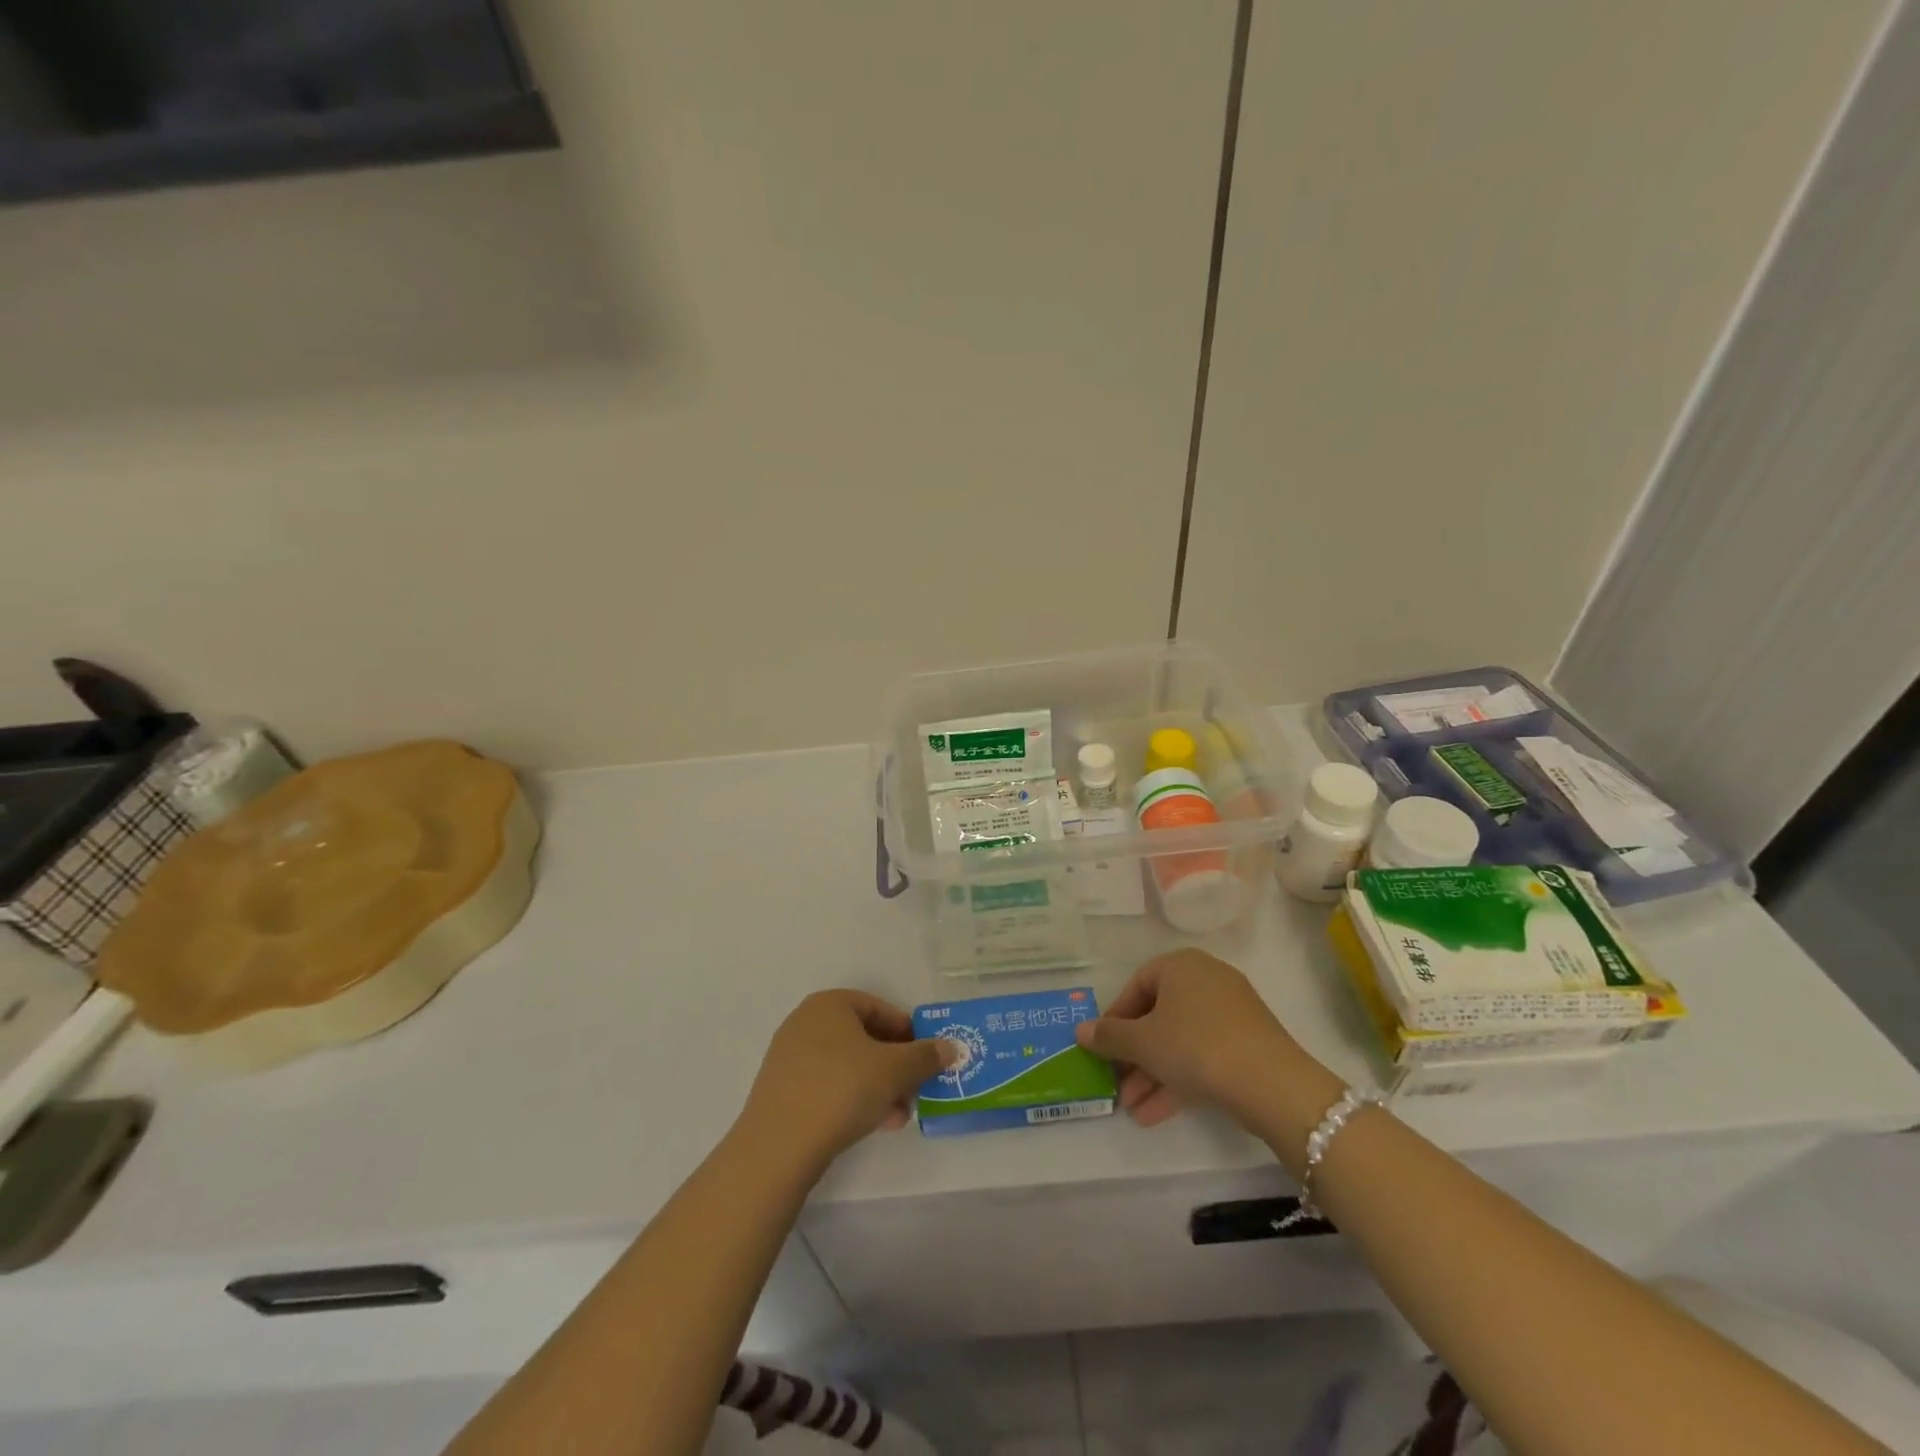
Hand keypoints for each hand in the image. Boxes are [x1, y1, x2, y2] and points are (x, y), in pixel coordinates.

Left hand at [737, 991, 957, 1171]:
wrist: (778, 1147)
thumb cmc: (842, 1090)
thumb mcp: (895, 1070)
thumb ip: (925, 1056)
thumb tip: (950, 1047)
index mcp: (829, 1004)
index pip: (879, 1008)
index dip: (908, 1032)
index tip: (927, 1057)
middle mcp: (806, 1023)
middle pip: (865, 1038)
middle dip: (895, 1065)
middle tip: (916, 1090)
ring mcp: (790, 1058)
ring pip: (849, 1065)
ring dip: (879, 1086)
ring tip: (899, 1115)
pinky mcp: (783, 1091)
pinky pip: (829, 1086)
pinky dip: (854, 1099)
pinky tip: (874, 1125)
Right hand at [1074, 949, 1330, 1133]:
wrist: (1271, 1084)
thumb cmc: (1196, 1046)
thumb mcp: (1143, 1043)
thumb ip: (1109, 1036)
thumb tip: (1080, 1031)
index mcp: (1180, 965)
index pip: (1136, 985)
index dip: (1115, 1018)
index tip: (1102, 1047)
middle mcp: (1206, 979)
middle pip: (1158, 1016)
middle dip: (1133, 1055)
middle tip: (1115, 1083)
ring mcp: (1231, 1012)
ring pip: (1179, 1040)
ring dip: (1152, 1074)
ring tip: (1132, 1108)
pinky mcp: (1247, 1043)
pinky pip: (1203, 1055)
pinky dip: (1179, 1079)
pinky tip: (1155, 1114)